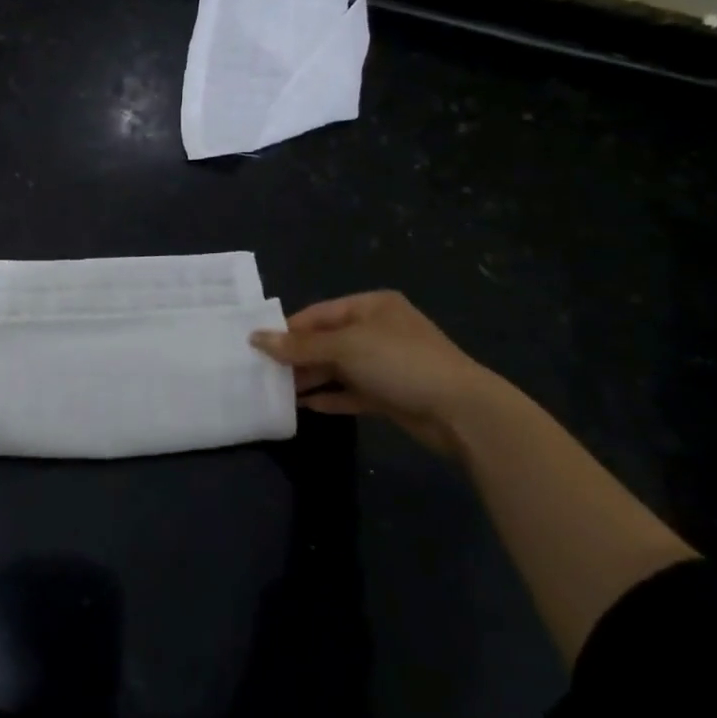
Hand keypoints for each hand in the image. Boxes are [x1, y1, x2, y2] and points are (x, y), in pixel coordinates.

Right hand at [251, 291, 498, 454]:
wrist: (461, 411)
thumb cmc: (400, 363)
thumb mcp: (345, 348)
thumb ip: (300, 345)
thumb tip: (256, 338)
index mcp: (371, 306)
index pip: (319, 313)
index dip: (289, 329)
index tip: (258, 346)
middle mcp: (378, 330)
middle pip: (327, 340)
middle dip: (298, 355)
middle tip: (264, 372)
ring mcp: (386, 363)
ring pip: (339, 367)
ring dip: (311, 378)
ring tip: (278, 391)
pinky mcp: (391, 394)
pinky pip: (353, 391)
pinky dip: (331, 396)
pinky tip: (306, 406)